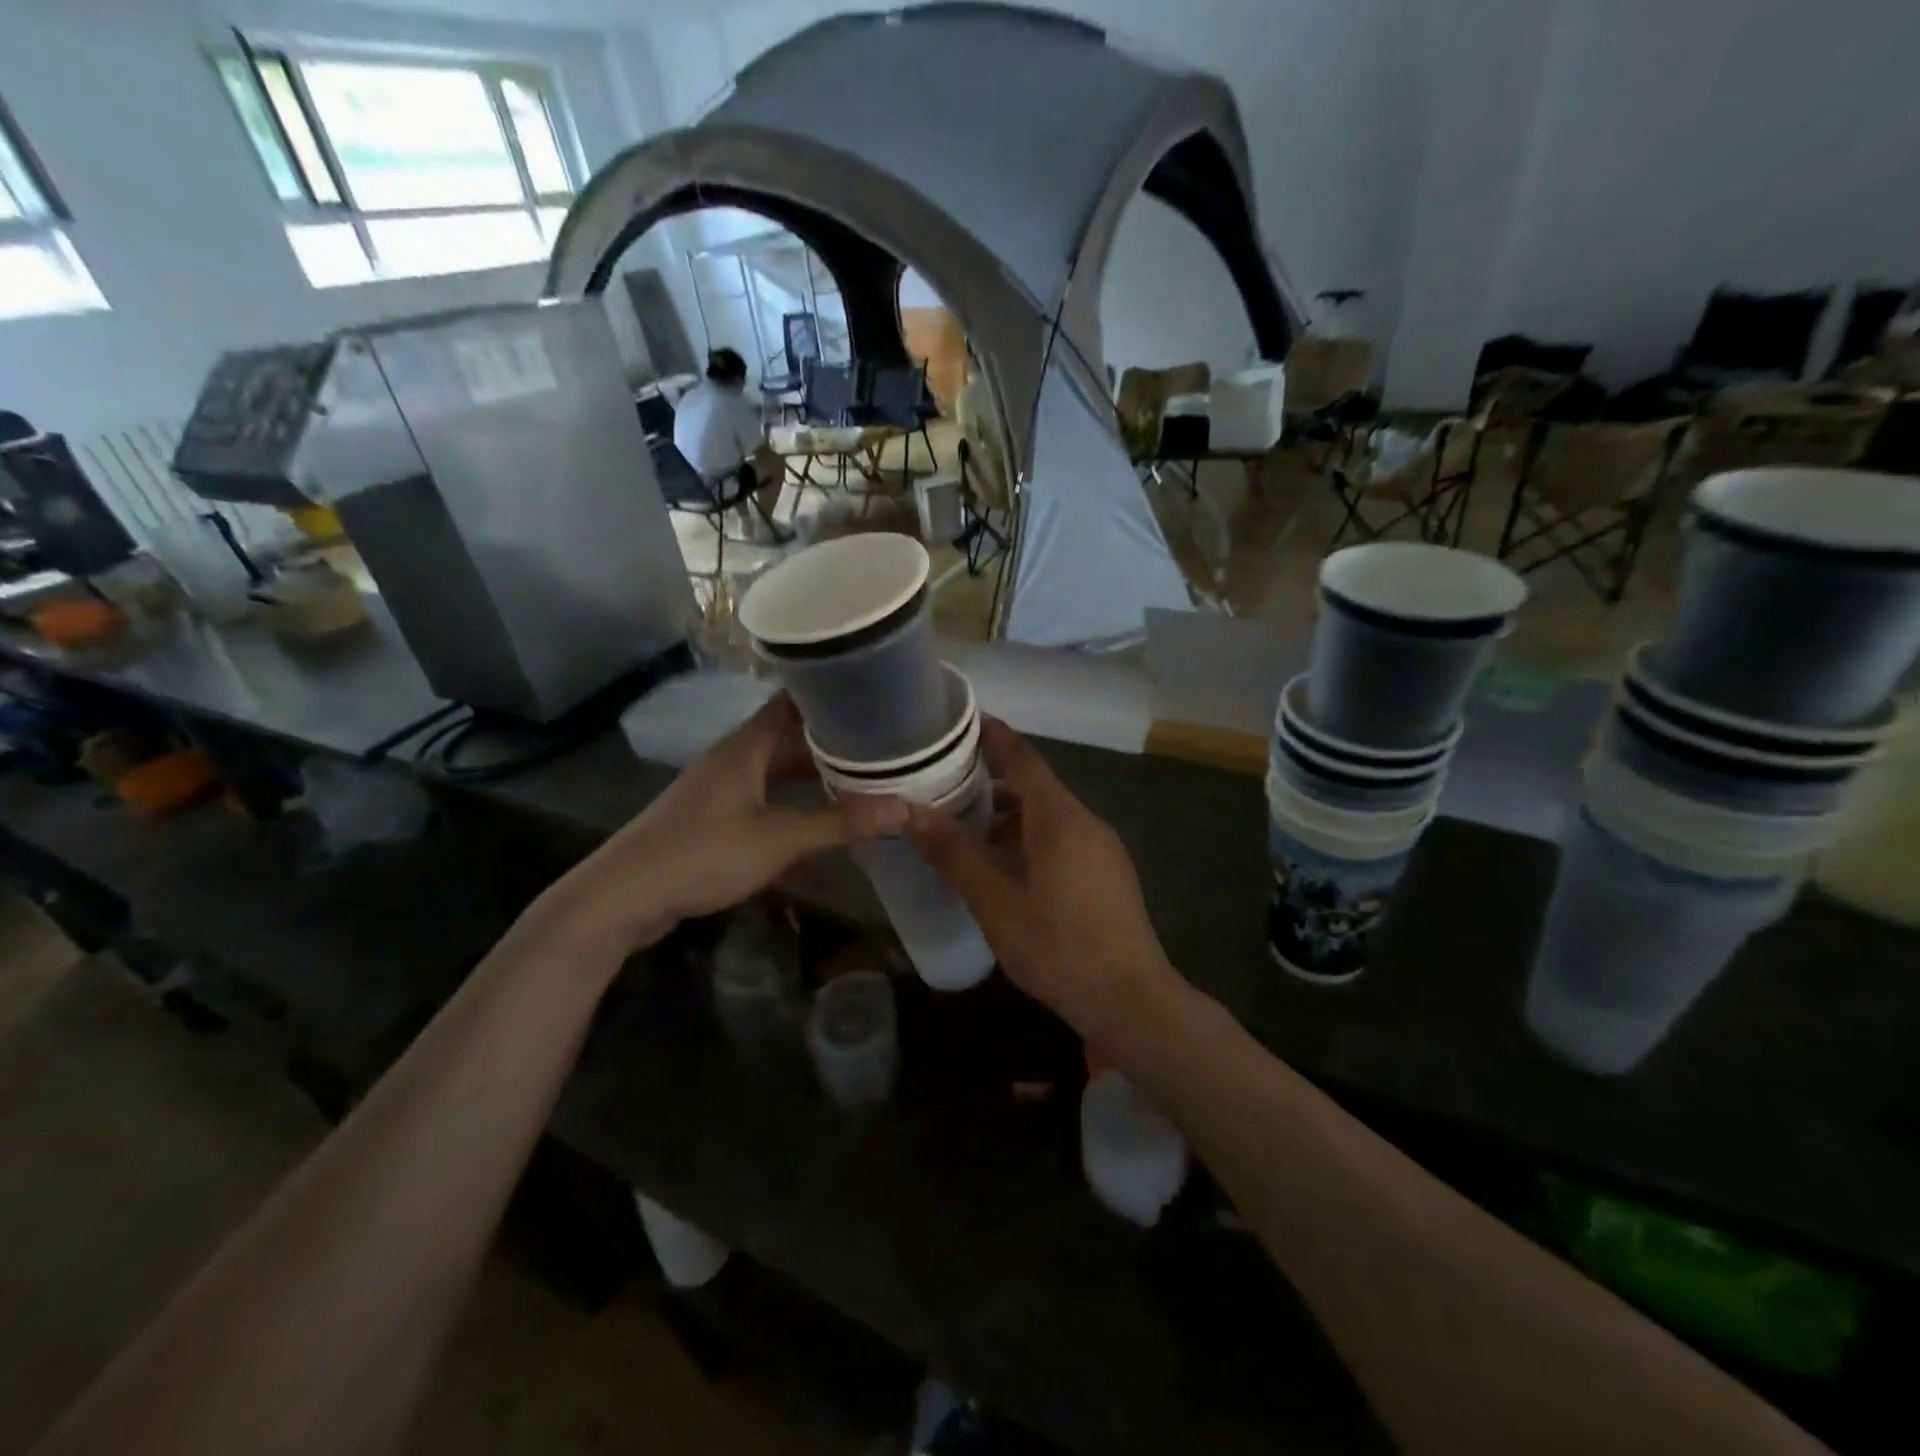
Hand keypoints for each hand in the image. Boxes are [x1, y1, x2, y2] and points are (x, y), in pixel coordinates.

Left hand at [524, 695, 907, 966]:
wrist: (623, 898)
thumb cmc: (701, 854)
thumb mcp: (778, 840)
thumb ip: (840, 824)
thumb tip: (906, 808)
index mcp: (746, 748)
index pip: (793, 702)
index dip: (831, 694)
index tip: (873, 694)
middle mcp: (735, 761)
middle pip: (791, 741)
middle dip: (834, 744)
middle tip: (883, 746)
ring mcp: (722, 792)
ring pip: (779, 776)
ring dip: (815, 781)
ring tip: (863, 784)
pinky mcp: (715, 822)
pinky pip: (766, 807)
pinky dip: (795, 814)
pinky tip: (823, 833)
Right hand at [907, 718, 1180, 1047]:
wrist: (1131, 1000)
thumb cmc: (1057, 946)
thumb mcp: (995, 901)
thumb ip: (955, 853)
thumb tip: (911, 811)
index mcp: (1060, 818)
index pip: (1023, 758)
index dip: (994, 736)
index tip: (964, 721)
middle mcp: (1086, 822)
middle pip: (1035, 787)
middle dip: (993, 783)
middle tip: (947, 786)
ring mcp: (1103, 849)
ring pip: (1049, 817)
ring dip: (1010, 818)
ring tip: (968, 832)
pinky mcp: (1108, 875)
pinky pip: (1064, 840)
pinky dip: (1030, 839)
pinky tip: (1006, 870)